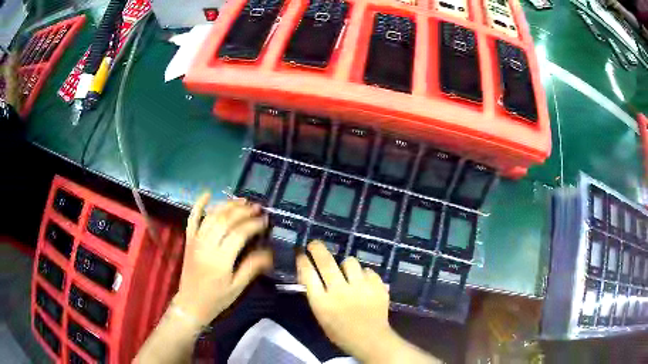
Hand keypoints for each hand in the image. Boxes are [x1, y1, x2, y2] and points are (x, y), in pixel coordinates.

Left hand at [173, 193, 272, 326]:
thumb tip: (269, 252)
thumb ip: (252, 267)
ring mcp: (195, 241)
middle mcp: (206, 245)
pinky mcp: (189, 240)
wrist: (190, 304)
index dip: (254, 224)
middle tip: (257, 208)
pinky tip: (208, 193)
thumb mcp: (237, 287)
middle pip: (225, 220)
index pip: (239, 234)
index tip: (266, 221)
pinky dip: (199, 204)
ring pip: (212, 216)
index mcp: (220, 259)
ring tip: (242, 201)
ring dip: (227, 205)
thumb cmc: (216, 299)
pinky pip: (192, 218)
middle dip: (243, 211)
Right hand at [297, 241, 392, 360]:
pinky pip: (368, 270)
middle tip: (314, 244)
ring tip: (348, 272)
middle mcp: (340, 291)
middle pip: (325, 262)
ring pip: (350, 262)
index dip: (303, 261)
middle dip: (317, 249)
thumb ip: (316, 295)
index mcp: (322, 302)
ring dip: (346, 265)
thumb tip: (310, 273)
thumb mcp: (321, 316)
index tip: (301, 253)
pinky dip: (364, 275)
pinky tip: (364, 283)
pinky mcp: (377, 286)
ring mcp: (360, 287)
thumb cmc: (341, 332)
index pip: (308, 274)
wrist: (370, 339)